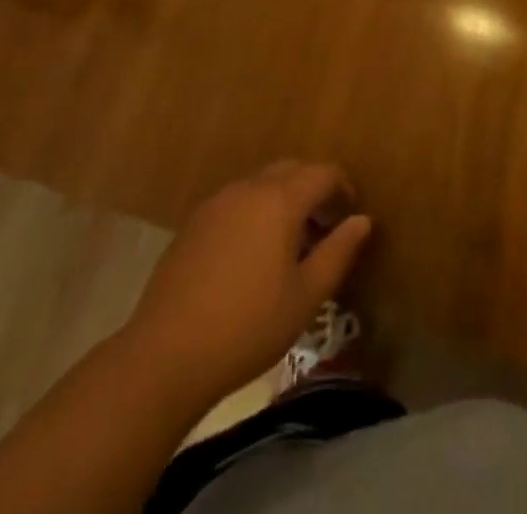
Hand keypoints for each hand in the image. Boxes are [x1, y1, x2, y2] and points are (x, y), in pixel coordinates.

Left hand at [126, 161, 372, 403]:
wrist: (164, 357)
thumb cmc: (247, 327)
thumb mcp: (306, 297)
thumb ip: (339, 252)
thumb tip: (362, 220)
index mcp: (280, 199)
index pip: (323, 172)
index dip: (343, 187)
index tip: (350, 214)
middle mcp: (248, 188)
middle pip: (291, 170)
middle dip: (313, 189)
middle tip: (324, 227)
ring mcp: (216, 203)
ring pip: (261, 184)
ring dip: (283, 200)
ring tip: (289, 246)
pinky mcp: (192, 224)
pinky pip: (236, 203)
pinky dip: (254, 213)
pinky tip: (251, 257)